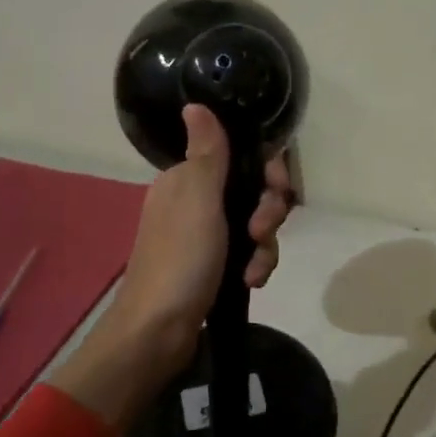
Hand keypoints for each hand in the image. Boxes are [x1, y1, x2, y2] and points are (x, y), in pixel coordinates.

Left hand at [106, 105, 295, 371]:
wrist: (157, 333)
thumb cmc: (180, 261)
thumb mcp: (198, 201)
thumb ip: (207, 153)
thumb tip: (194, 103)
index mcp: (187, 180)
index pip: (241, 158)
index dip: (267, 172)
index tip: (277, 189)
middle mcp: (196, 203)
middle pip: (254, 192)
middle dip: (267, 214)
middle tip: (261, 233)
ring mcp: (205, 237)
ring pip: (256, 225)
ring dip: (264, 246)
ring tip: (254, 270)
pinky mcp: (214, 267)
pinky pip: (249, 254)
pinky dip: (255, 265)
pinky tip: (252, 282)